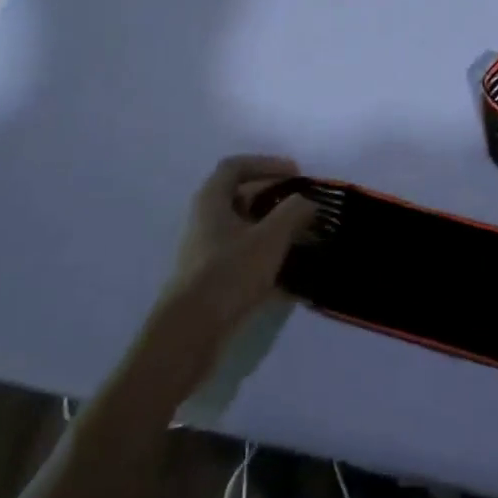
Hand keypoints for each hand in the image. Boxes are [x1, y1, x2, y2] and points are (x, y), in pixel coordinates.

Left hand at [162, 155, 315, 336]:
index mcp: (212, 200)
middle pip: (243, 196)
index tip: (296, 174)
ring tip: (305, 237)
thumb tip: (308, 201)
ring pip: (246, 227)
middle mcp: (206, 220)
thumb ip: (293, 212)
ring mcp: (208, 250)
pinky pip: (245, 254)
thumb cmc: (228, 273)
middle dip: (277, 198)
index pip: (237, 166)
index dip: (267, 164)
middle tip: (305, 206)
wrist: (189, 333)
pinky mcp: (213, 277)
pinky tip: (292, 271)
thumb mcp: (269, 238)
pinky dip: (268, 255)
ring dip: (275, 228)